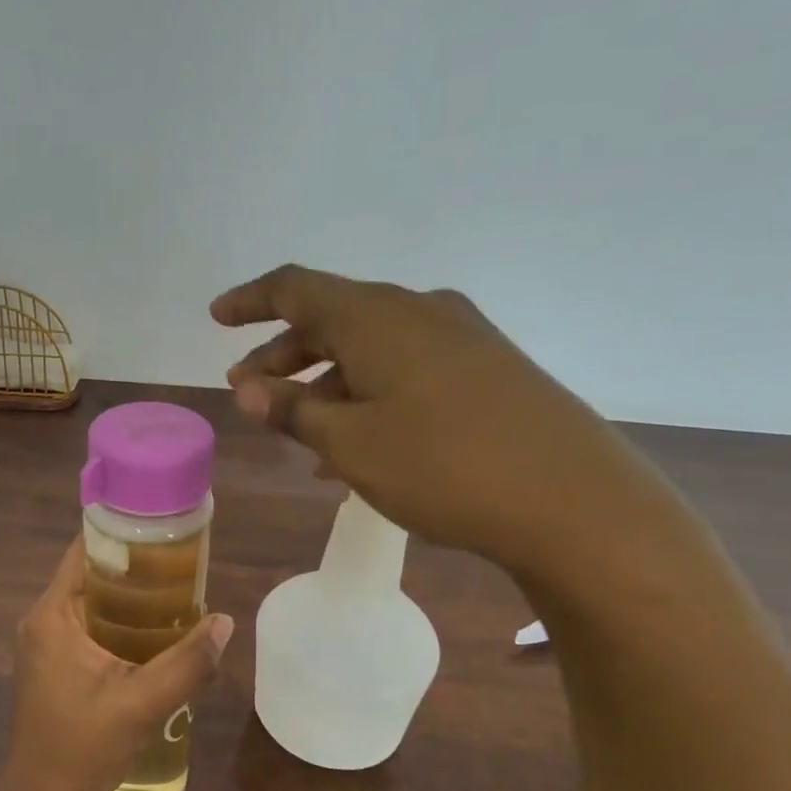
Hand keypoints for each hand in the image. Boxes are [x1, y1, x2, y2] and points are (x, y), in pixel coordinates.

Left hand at [0, 538, 232, 790]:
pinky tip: (153, 630)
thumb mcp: (142, 704)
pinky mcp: (53, 665)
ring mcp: (45, 644)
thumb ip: (187, 663)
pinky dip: (117, 620)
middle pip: (88, 574)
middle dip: (133, 565)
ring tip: (176, 589)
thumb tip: (225, 622)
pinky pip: (87, 625)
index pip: (82, 551)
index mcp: (51, 616)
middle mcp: (42, 621)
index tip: (161, 527)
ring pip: (90, 601)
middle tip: (181, 561)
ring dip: (127, 595)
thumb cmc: (84, 749)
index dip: (120, 532)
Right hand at [213, 265, 680, 578]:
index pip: (295, 288)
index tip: (216, 317)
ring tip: (297, 429)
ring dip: (325, 379)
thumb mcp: (349, 444)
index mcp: (376, 317)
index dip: (250, 301)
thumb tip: (245, 388)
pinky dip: (368, 392)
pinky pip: (406, 367)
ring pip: (370, 346)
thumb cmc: (443, 467)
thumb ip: (291, 410)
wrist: (574, 501)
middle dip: (282, 352)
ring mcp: (460, 337)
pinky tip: (356, 442)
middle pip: (332, 317)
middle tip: (248, 390)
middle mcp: (418, 311)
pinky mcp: (488, 367)